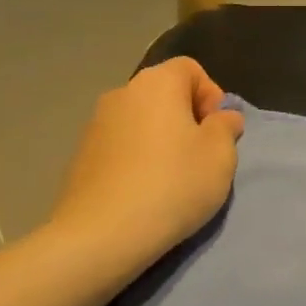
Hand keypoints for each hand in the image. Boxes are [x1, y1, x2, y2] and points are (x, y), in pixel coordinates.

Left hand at [41, 58, 244, 280]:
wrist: (100, 236)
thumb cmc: (172, 185)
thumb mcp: (220, 155)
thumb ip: (226, 127)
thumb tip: (221, 118)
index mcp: (157, 83)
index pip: (191, 69)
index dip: (211, 95)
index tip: (217, 131)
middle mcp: (122, 94)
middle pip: (164, 94)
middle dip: (186, 118)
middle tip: (200, 156)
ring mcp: (95, 125)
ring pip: (142, 121)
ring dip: (161, 140)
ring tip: (172, 178)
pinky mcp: (80, 157)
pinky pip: (121, 146)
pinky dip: (137, 159)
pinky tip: (144, 192)